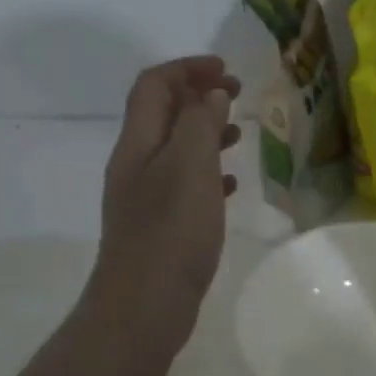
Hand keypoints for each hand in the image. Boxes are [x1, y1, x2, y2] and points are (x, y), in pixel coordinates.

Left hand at [90, 57, 240, 338]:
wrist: (143, 306)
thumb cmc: (170, 232)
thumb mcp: (189, 168)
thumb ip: (200, 123)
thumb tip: (209, 93)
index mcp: (138, 143)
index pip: (154, 86)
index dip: (187, 68)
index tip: (226, 70)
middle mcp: (136, 164)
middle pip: (162, 113)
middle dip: (197, 95)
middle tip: (237, 94)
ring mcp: (146, 197)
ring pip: (175, 149)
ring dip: (205, 132)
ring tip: (239, 134)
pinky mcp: (160, 226)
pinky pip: (184, 184)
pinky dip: (208, 173)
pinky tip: (232, 184)